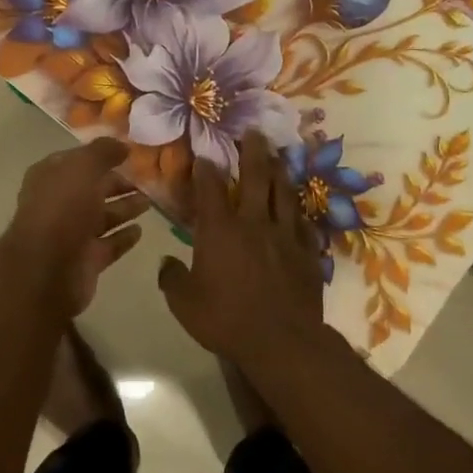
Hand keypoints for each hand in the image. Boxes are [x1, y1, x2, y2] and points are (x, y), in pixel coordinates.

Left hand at [1, 137, 150, 315]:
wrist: (47, 270)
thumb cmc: (62, 209)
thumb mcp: (83, 167)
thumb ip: (103, 152)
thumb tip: (122, 145)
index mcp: (50, 177)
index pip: (77, 160)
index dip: (100, 155)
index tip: (129, 153)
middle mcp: (58, 204)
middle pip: (91, 189)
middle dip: (117, 183)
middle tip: (146, 180)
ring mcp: (70, 234)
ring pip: (102, 217)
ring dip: (124, 208)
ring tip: (149, 203)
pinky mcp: (85, 261)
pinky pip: (108, 245)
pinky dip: (123, 237)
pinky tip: (140, 230)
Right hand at [157, 132, 324, 362]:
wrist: (281, 341)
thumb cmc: (226, 320)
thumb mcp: (184, 303)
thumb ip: (172, 279)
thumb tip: (166, 263)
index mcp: (220, 230)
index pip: (210, 189)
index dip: (206, 169)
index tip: (205, 154)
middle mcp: (253, 223)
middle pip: (255, 177)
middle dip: (252, 151)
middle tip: (254, 130)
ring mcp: (284, 235)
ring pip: (283, 193)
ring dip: (280, 171)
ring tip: (279, 154)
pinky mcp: (307, 252)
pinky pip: (304, 224)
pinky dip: (299, 212)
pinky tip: (299, 207)